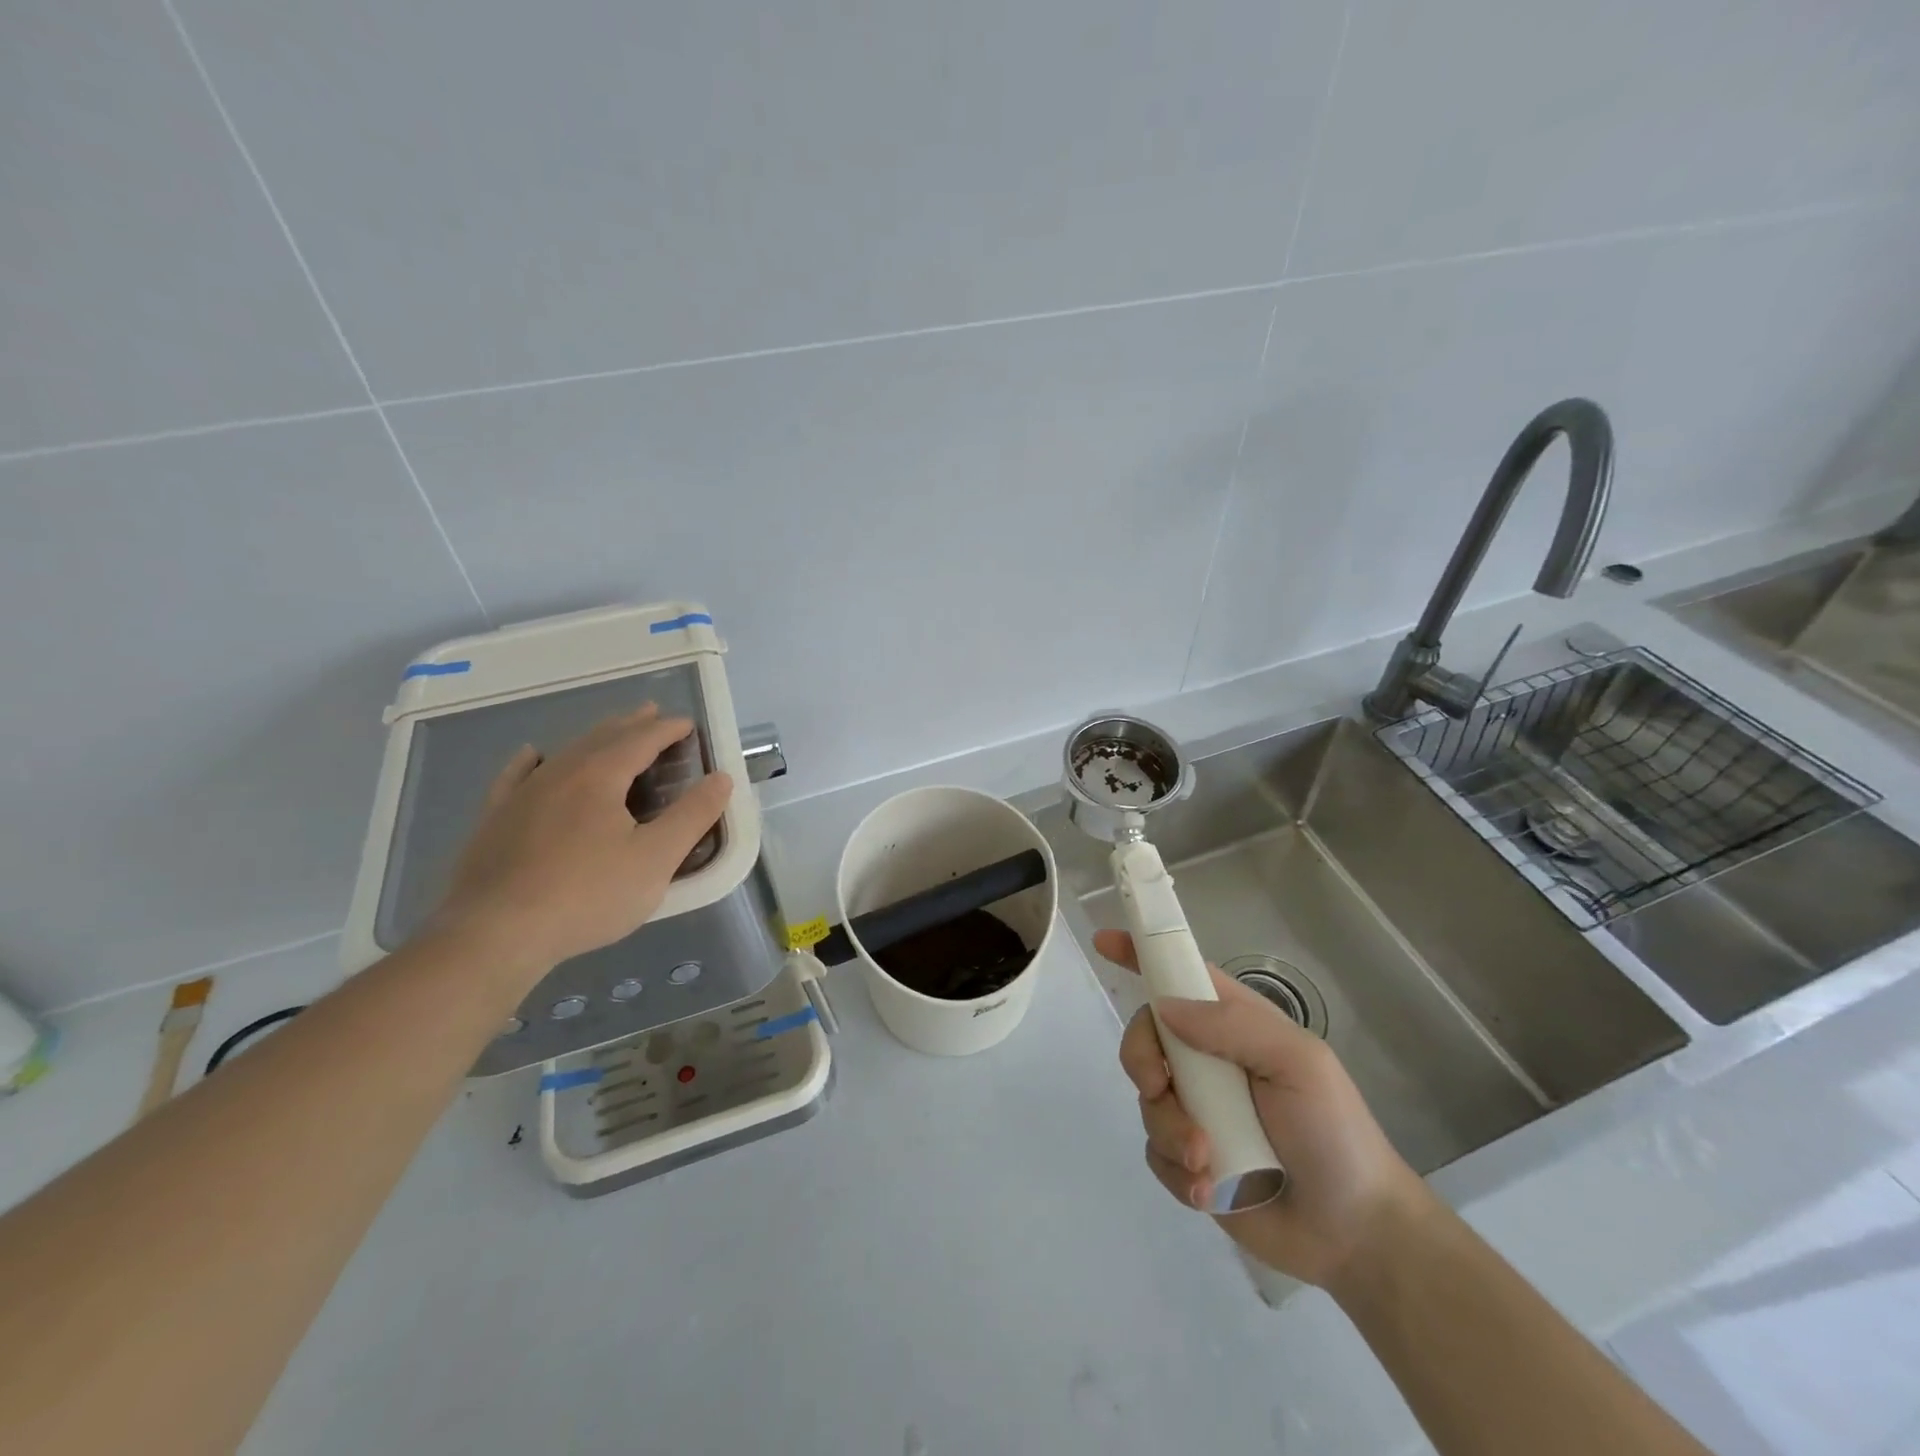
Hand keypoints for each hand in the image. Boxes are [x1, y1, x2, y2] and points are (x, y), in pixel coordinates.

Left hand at [431, 706, 732, 978]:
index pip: (641, 740)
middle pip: (602, 738)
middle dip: (631, 725)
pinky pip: (517, 776)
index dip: (667, 729)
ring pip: (565, 753)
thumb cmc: (587, 895)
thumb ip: (692, 816)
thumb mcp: (656, 859)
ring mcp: (522, 795)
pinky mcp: (496, 820)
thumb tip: (721, 778)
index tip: (688, 723)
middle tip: (652, 713)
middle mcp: (559, 773)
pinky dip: (532, 761)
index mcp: (600, 776)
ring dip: (594, 739)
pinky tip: (532, 755)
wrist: (495, 934)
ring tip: (611, 732)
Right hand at [1096, 929, 1429, 1287]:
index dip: (1141, 955)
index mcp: (1233, 1024)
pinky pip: (1155, 1152)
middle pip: (1145, 1037)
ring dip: (1171, 1130)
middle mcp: (1207, 1061)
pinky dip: (1178, 1171)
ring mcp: (1197, 1110)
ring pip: (1147, 1100)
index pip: (1180, 976)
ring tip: (1210, 1162)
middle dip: (1141, 1060)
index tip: (1104, 942)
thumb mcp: (1298, 1062)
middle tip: (1158, 1087)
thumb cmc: (1334, 1132)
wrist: (1355, 1233)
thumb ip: (1234, 1026)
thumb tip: (1165, 1008)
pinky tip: (1210, 1190)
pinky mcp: (1190, 1160)